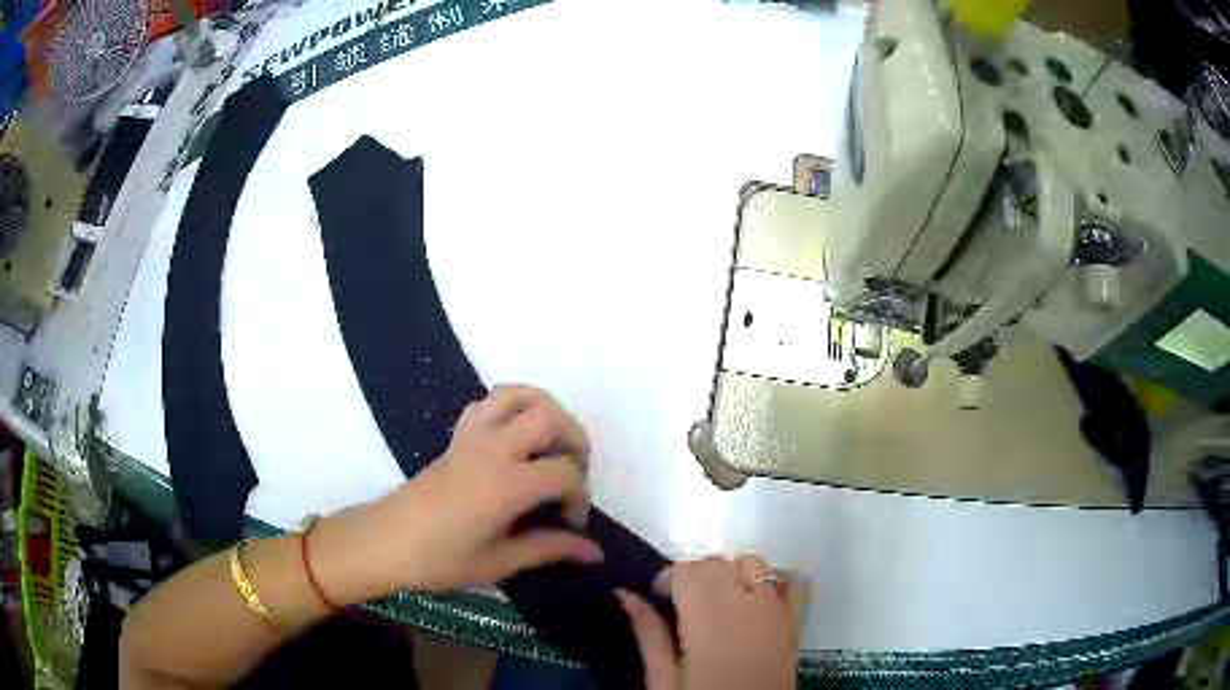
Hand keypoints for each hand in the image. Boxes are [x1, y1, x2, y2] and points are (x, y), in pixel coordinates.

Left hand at [312, 385, 603, 601]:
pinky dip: (513, 408)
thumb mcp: (499, 563)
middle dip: (575, 440)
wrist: (386, 541)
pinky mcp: (458, 436)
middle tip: (572, 474)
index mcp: (506, 485)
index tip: (571, 524)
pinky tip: (516, 439)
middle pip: (549, 417)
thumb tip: (596, 552)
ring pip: (519, 395)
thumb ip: (550, 549)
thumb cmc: (440, 559)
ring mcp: (473, 437)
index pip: (565, 473)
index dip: (580, 497)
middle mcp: (493, 449)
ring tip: (552, 444)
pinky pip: (490, 402)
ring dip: (546, 411)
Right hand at [618, 555, 806, 689]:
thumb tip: (625, 594)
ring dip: (731, 573)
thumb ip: (648, 633)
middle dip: (696, 573)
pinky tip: (753, 601)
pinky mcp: (794, 623)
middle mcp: (745, 606)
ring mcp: (775, 612)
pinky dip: (770, 582)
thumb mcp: (663, 678)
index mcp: (708, 620)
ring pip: (753, 563)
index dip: (668, 578)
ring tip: (716, 602)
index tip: (657, 597)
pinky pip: (790, 584)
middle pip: (719, 563)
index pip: (688, 570)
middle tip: (681, 603)